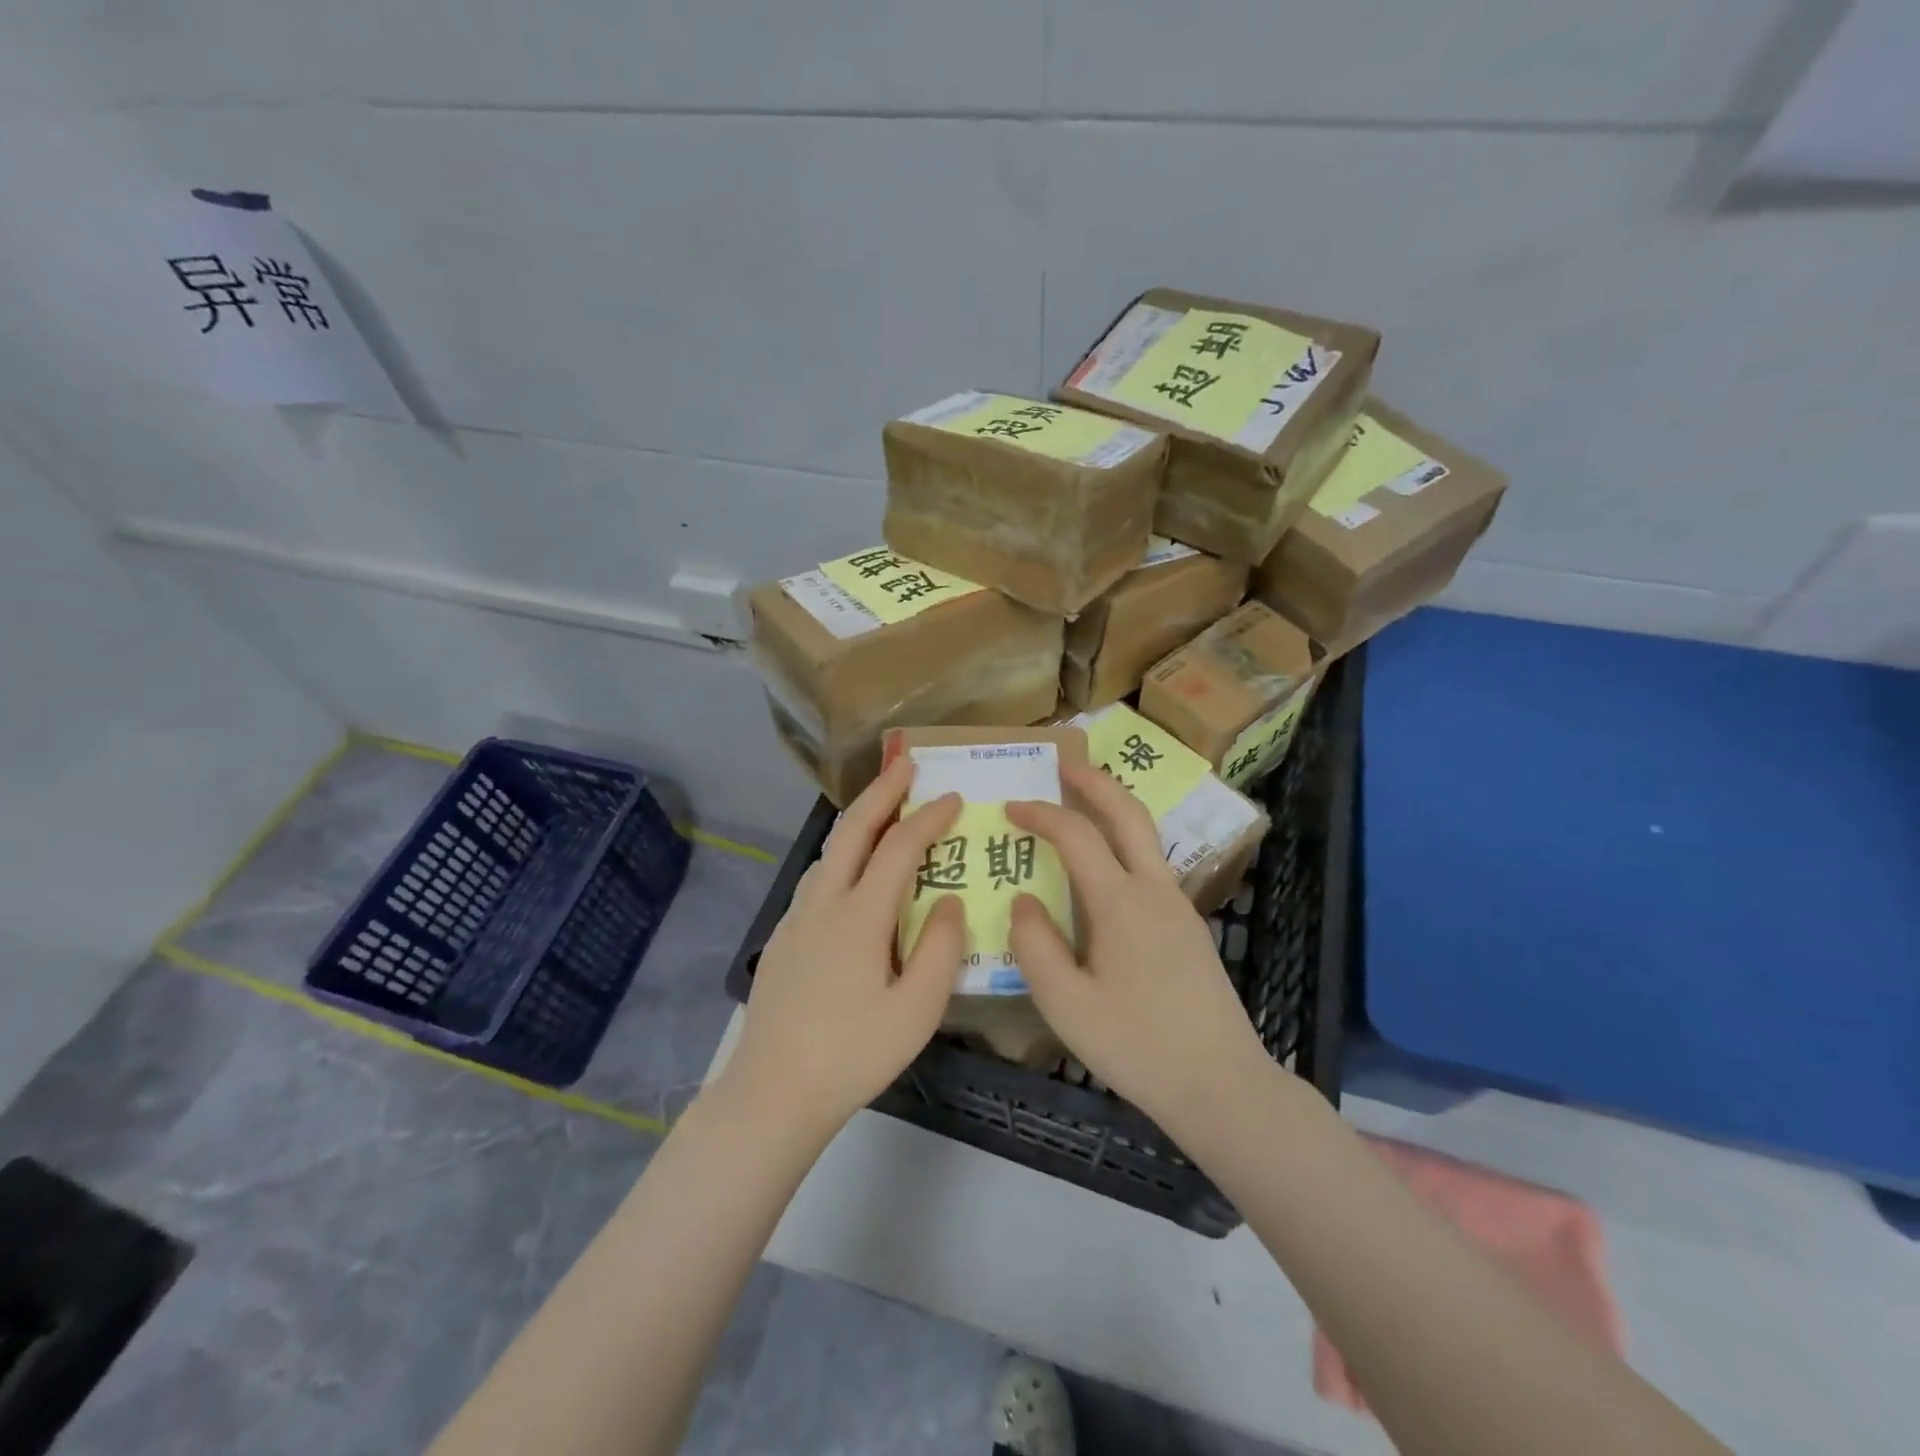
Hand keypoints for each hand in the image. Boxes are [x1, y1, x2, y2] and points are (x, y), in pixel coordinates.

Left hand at [725, 757, 965, 1135]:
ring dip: (859, 819)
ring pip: (830, 850)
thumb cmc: (853, 1053)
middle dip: (882, 791)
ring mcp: (797, 917)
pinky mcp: (784, 936)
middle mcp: (824, 902)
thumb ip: (940, 948)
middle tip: (906, 763)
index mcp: (859, 915)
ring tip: (884, 807)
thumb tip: (948, 900)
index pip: (898, 848)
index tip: (955, 797)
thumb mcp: (916, 1010)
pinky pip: (819, 875)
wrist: (773, 1091)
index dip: (929, 818)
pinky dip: (843, 851)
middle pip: (853, 829)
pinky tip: (852, 868)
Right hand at [1006, 762, 1270, 1132]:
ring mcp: (1179, 906)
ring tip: (1083, 803)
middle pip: (1128, 813)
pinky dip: (1125, 843)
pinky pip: (1151, 865)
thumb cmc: (1137, 1046)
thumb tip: (1024, 901)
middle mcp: (1155, 890)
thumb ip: (1035, 945)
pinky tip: (1106, 869)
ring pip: (1146, 836)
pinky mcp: (1190, 927)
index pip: (1077, 835)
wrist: (1221, 1084)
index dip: (1041, 813)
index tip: (1011, 807)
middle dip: (1095, 781)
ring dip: (1114, 808)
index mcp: (1121, 903)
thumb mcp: (1066, 1005)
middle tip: (1064, 763)